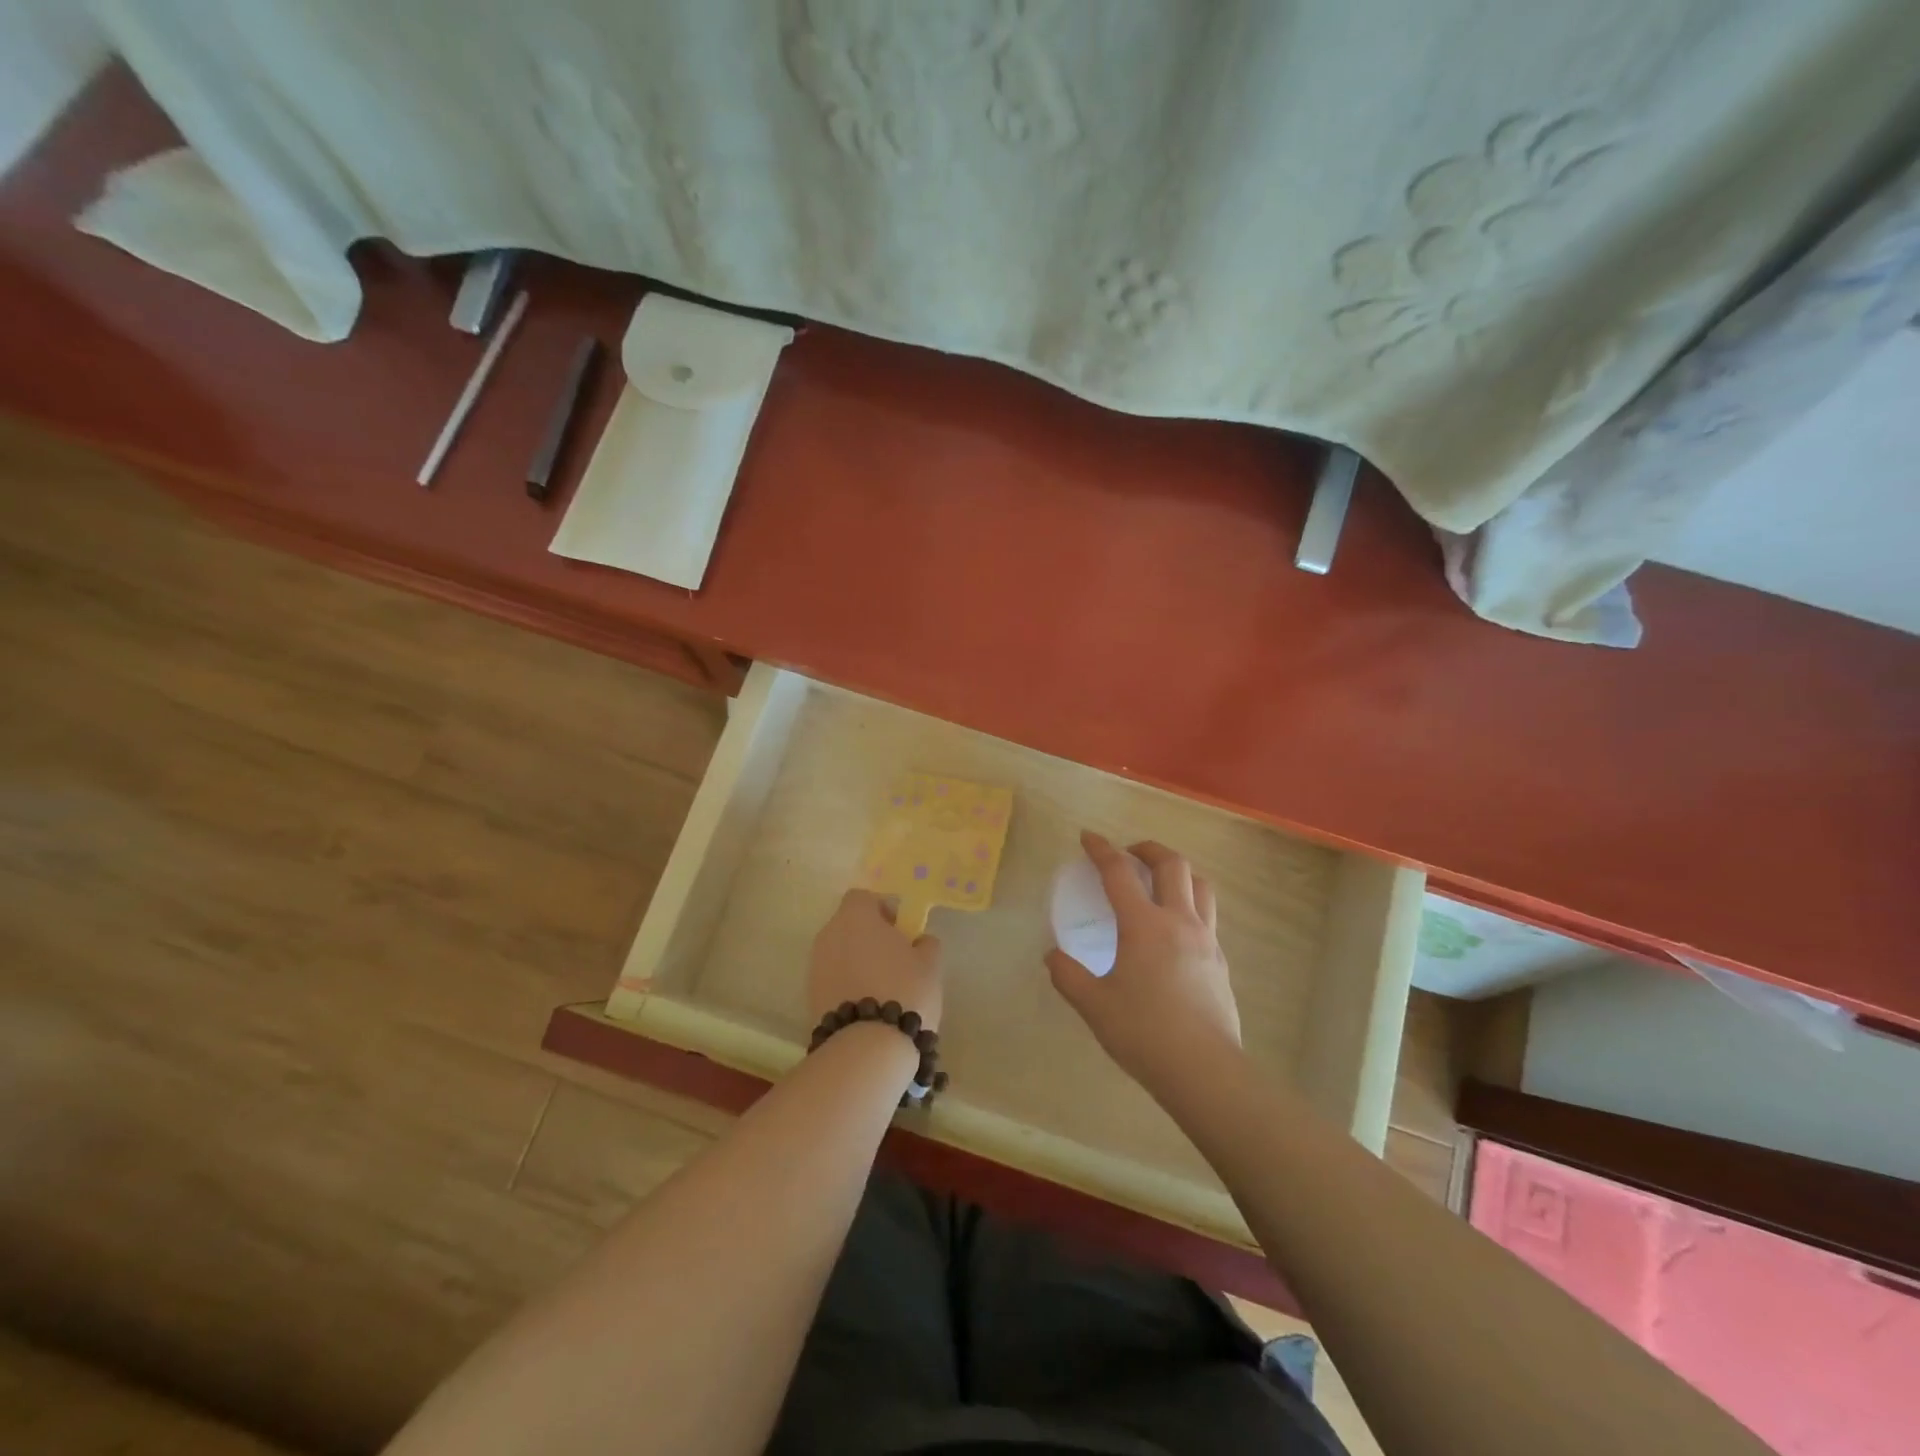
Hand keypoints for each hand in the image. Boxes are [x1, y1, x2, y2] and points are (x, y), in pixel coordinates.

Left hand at [808, 890, 943, 1030]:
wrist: (867, 1046)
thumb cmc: (904, 990)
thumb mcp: (930, 963)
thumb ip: (925, 944)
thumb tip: (919, 941)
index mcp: (855, 917)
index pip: (862, 897)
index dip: (882, 909)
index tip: (899, 930)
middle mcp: (829, 934)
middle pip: (848, 925)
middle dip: (869, 938)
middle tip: (894, 960)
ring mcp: (815, 966)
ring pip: (839, 953)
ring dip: (857, 962)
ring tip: (882, 988)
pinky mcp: (810, 996)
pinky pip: (832, 979)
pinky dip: (847, 985)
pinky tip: (868, 1007)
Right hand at [1045, 831, 1240, 1094]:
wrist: (1205, 1071)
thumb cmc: (1144, 1034)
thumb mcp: (1094, 1006)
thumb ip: (1068, 976)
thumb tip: (1052, 956)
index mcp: (1144, 925)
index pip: (1119, 873)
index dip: (1101, 849)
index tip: (1088, 837)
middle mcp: (1179, 922)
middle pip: (1172, 864)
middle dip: (1148, 849)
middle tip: (1130, 854)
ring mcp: (1206, 941)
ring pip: (1200, 886)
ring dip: (1178, 871)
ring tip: (1160, 881)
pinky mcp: (1221, 963)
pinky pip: (1208, 917)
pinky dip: (1189, 905)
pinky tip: (1175, 930)